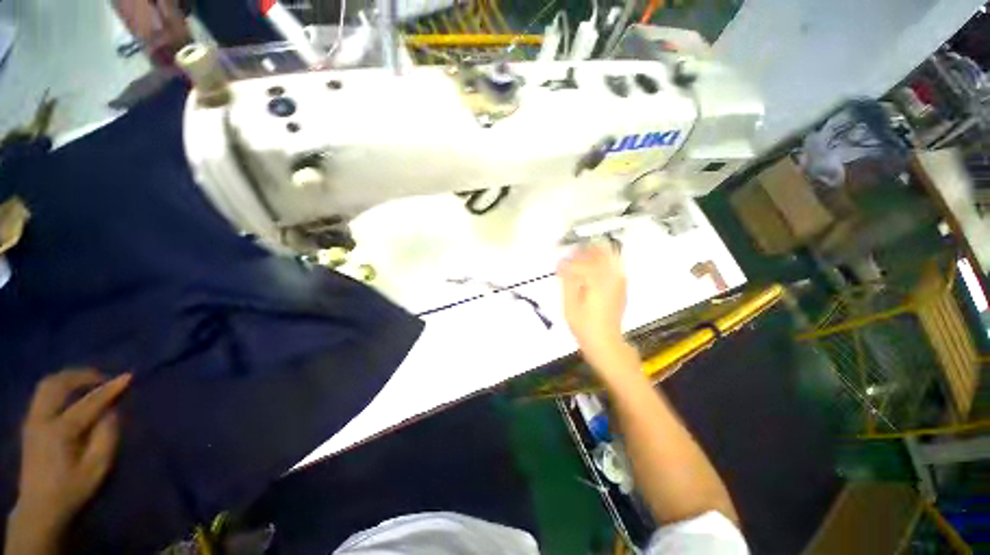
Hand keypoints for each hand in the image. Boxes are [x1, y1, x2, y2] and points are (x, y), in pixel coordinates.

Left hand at [6, 370, 129, 553]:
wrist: (40, 509)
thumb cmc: (74, 490)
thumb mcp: (97, 468)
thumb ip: (106, 436)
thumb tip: (111, 412)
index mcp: (60, 431)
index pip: (89, 402)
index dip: (110, 389)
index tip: (129, 377)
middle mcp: (42, 419)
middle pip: (58, 384)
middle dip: (82, 375)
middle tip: (104, 378)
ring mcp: (32, 421)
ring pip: (47, 385)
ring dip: (70, 379)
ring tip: (89, 383)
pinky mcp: (30, 424)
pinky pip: (43, 395)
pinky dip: (60, 388)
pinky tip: (72, 396)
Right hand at [558, 244, 635, 372]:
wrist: (605, 341)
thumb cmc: (584, 325)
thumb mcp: (569, 303)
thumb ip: (566, 281)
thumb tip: (562, 265)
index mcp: (598, 280)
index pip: (581, 262)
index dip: (568, 262)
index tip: (559, 265)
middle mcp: (612, 276)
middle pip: (600, 251)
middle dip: (583, 251)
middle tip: (571, 255)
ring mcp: (619, 280)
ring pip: (609, 256)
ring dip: (593, 254)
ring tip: (580, 260)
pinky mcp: (621, 286)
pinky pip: (613, 265)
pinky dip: (602, 262)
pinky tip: (591, 270)